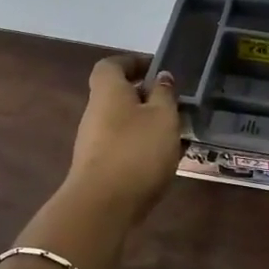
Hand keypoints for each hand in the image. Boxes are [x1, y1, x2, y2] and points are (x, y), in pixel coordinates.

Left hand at [63, 55, 184, 224]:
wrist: (102, 205)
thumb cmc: (136, 150)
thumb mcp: (163, 117)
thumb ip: (164, 94)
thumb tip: (162, 77)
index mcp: (108, 91)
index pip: (112, 65)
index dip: (133, 62)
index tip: (156, 69)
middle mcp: (95, 112)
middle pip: (118, 95)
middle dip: (145, 97)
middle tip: (174, 105)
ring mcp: (93, 142)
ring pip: (123, 123)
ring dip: (146, 124)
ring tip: (175, 136)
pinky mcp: (98, 167)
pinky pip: (122, 146)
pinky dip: (141, 147)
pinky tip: (162, 161)